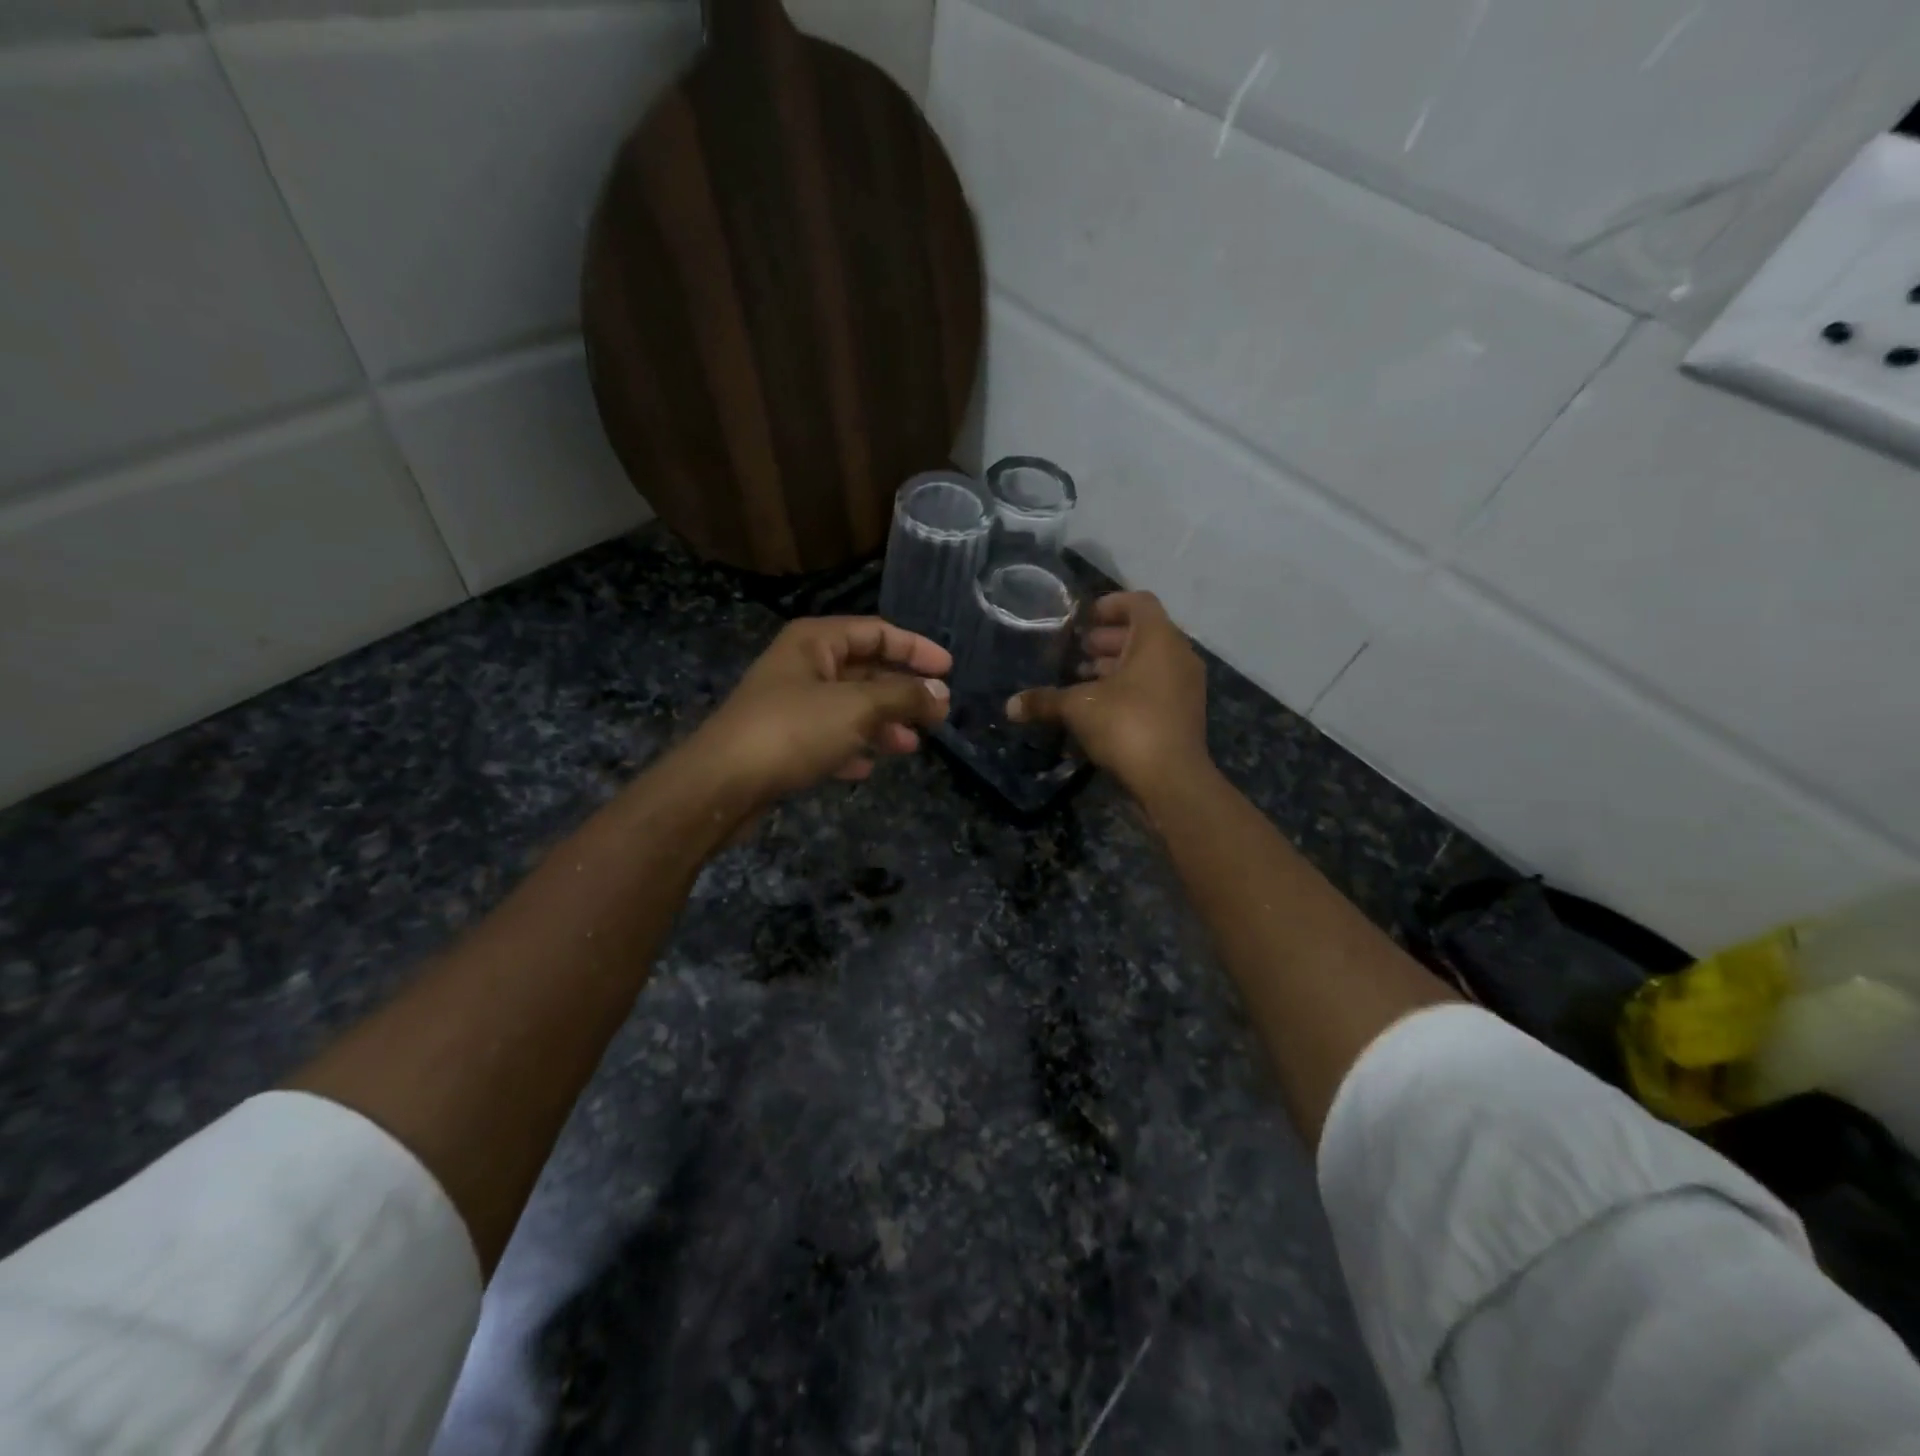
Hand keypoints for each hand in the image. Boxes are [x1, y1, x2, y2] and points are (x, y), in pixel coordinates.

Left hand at [687, 617, 951, 808]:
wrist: (722, 784)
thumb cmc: (792, 730)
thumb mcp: (856, 708)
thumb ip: (903, 697)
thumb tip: (941, 693)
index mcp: (815, 642)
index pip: (876, 632)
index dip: (915, 648)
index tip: (949, 670)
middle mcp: (802, 665)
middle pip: (865, 670)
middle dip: (901, 692)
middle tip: (938, 714)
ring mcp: (791, 704)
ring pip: (849, 707)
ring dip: (882, 723)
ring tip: (910, 746)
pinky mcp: (783, 741)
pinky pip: (829, 737)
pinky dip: (851, 747)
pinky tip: (866, 767)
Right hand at [1006, 591, 1207, 796]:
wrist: (1172, 779)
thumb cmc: (1127, 725)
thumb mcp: (1078, 708)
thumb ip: (1045, 701)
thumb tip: (1009, 706)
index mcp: (1158, 639)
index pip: (1138, 602)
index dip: (1110, 605)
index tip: (1084, 619)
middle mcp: (1178, 655)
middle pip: (1144, 633)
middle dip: (1109, 640)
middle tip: (1078, 652)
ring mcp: (1186, 685)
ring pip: (1151, 662)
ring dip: (1119, 665)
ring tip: (1085, 679)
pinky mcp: (1185, 712)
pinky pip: (1157, 685)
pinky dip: (1132, 686)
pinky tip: (1103, 706)